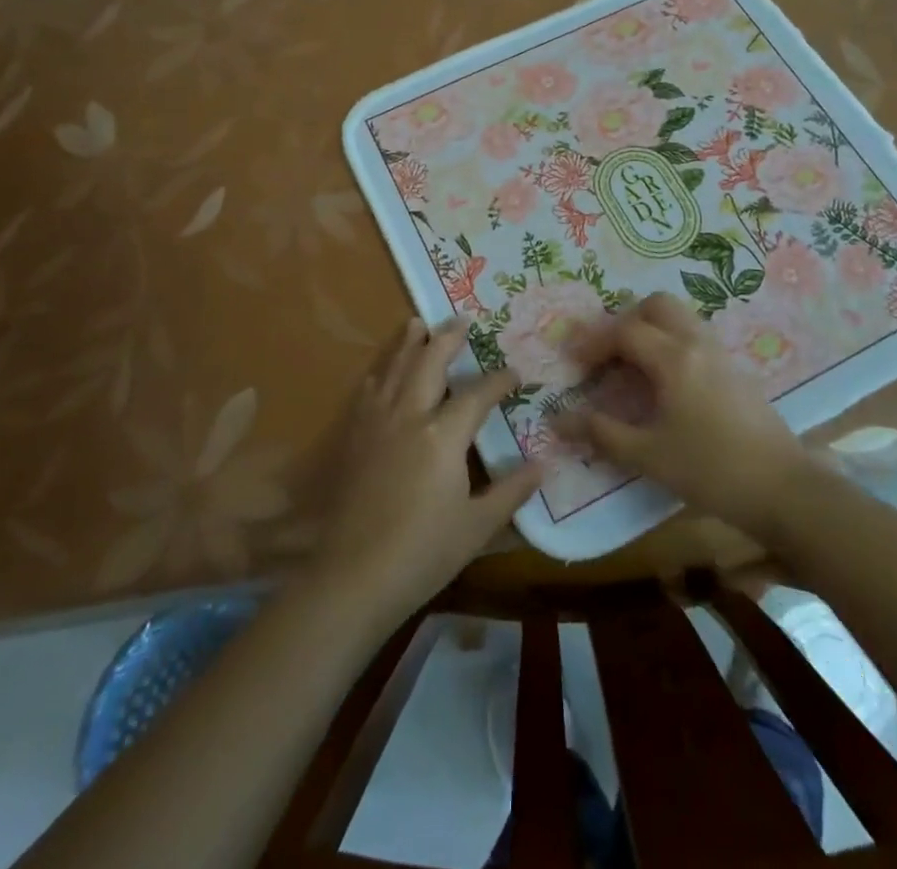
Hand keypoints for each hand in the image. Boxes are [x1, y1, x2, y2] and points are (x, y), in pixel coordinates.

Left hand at [309, 318, 542, 628]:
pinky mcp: (353, 436)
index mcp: (443, 435)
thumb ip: (511, 491)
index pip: (478, 394)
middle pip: (429, 363)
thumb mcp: (477, 526)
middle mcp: (409, 415)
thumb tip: (543, 465)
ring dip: (408, 343)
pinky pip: (367, 390)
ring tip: (417, 323)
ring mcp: (376, 422)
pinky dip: (379, 371)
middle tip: (461, 320)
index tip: (515, 373)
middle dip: (448, 339)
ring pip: (394, 368)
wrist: (354, 576)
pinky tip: (381, 369)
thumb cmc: (423, 553)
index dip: (499, 380)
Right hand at [556, 293, 814, 538]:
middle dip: (625, 320)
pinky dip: (671, 342)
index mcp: (674, 358)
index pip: (625, 331)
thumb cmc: (711, 470)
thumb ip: (602, 433)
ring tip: (632, 365)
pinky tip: (664, 382)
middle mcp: (697, 344)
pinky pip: (695, 336)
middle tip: (608, 354)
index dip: (594, 343)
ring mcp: (720, 354)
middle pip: (657, 305)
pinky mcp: (735, 370)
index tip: (575, 365)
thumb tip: (559, 419)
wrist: (784, 489)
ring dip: (651, 329)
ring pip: (680, 318)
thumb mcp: (649, 456)